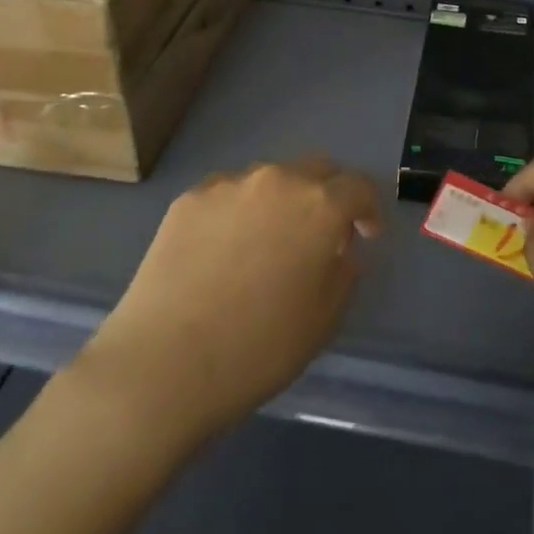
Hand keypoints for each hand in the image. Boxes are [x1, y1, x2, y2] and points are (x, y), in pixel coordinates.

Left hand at [77, 157, 381, 447]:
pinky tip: (222, 251)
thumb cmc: (259, 348)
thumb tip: (336, 250)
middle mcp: (277, 180)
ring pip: (269, 179)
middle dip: (328, 194)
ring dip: (280, 201)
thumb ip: (343, 271)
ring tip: (265, 243)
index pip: (359, 187)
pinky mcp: (188, 199)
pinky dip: (237, 212)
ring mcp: (228, 185)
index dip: (369, 210)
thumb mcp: (325, 318)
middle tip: (321, 233)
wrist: (164, 364)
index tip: (366, 236)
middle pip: (316, 169)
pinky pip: (227, 195)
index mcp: (320, 205)